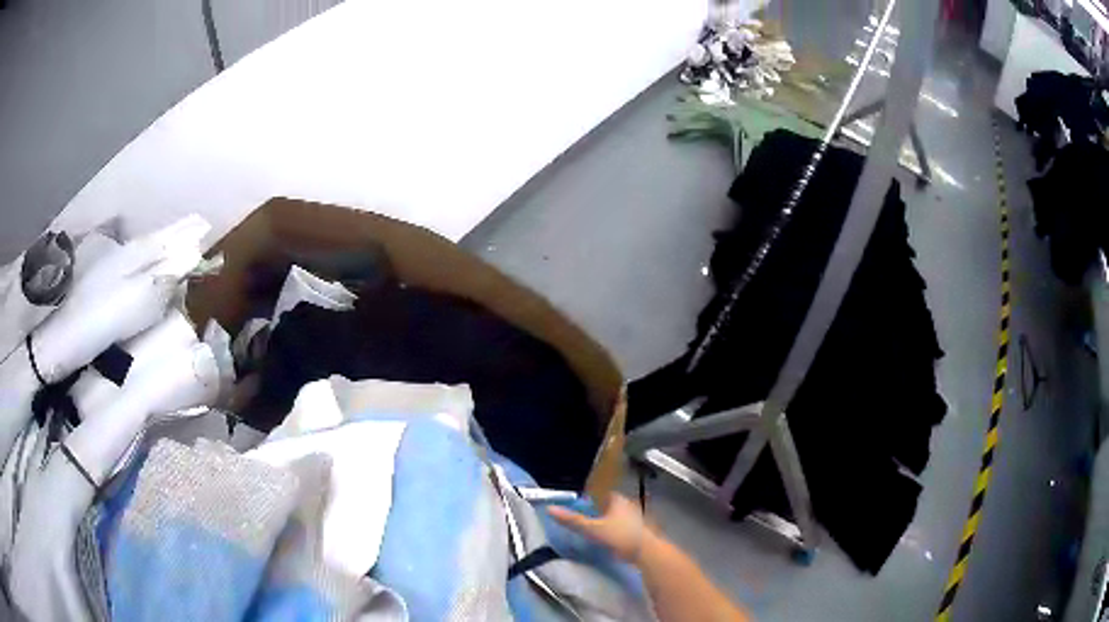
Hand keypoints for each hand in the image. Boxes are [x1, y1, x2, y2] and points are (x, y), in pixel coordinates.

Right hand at [547, 493, 647, 563]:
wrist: (647, 552)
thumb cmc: (620, 536)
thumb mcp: (593, 529)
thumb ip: (573, 520)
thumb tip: (550, 509)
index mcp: (619, 500)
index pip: (606, 494)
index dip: (596, 499)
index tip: (586, 505)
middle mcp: (631, 505)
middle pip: (614, 505)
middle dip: (605, 510)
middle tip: (592, 518)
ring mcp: (639, 518)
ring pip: (623, 516)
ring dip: (614, 521)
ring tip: (602, 530)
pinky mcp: (643, 531)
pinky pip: (628, 527)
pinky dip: (621, 531)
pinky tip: (616, 539)